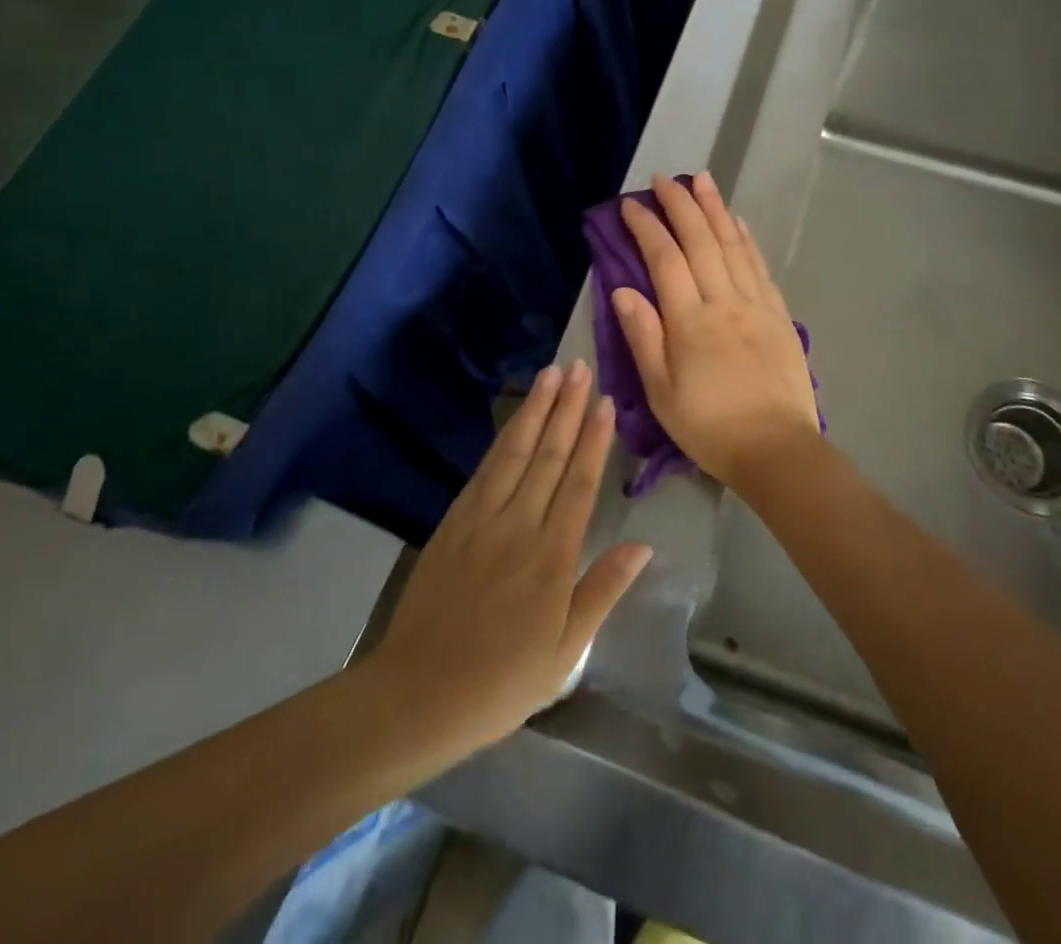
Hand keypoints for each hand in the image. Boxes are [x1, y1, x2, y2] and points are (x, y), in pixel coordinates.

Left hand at [370, 363, 651, 752]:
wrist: (417, 693)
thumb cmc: (501, 681)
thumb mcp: (565, 652)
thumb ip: (603, 591)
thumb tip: (643, 545)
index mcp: (552, 558)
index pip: (579, 483)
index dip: (594, 440)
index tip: (605, 402)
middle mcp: (518, 526)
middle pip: (548, 455)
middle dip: (567, 408)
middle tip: (581, 367)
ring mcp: (481, 519)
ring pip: (515, 451)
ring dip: (535, 410)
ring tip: (551, 374)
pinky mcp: (453, 520)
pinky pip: (484, 469)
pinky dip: (503, 438)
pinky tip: (514, 420)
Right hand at [612, 172, 820, 490]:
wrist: (776, 449)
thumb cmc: (708, 426)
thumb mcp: (661, 391)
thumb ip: (643, 336)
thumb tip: (623, 289)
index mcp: (689, 321)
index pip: (665, 259)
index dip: (647, 227)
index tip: (631, 204)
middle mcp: (723, 302)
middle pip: (700, 241)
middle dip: (681, 205)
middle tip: (665, 178)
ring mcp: (755, 305)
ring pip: (733, 245)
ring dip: (715, 209)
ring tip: (703, 180)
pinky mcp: (778, 315)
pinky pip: (759, 267)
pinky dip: (747, 239)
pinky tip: (738, 222)